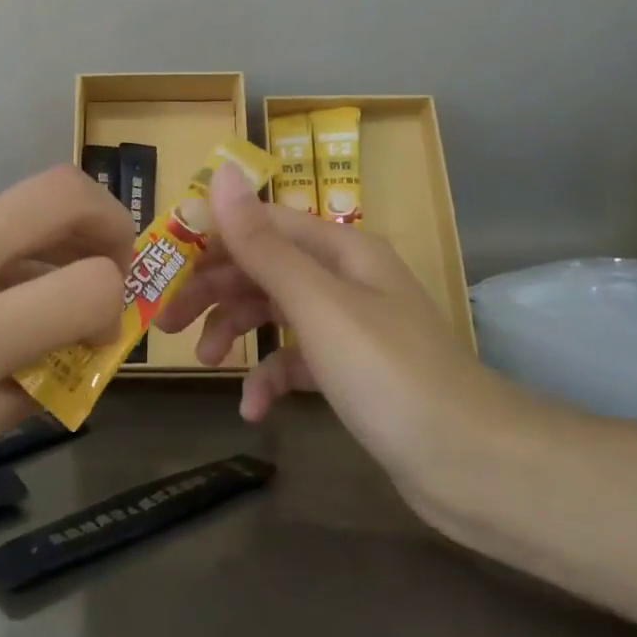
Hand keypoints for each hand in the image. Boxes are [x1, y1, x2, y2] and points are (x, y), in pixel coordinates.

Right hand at [156, 162, 524, 520]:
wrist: (472, 464)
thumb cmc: (388, 372)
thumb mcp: (316, 303)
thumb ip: (263, 243)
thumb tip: (221, 172)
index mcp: (340, 249)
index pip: (261, 223)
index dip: (211, 238)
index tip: (163, 264)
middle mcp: (344, 278)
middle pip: (263, 268)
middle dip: (214, 290)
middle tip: (167, 321)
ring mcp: (348, 326)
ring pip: (274, 312)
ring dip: (236, 332)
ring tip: (206, 363)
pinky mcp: (350, 371)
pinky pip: (296, 361)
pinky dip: (270, 379)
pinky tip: (253, 410)